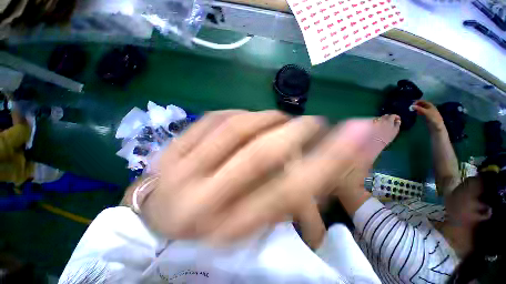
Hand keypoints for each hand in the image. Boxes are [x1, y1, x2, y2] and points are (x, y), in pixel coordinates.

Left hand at [139, 110, 375, 243]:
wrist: (157, 219)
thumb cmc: (208, 228)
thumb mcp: (250, 223)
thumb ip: (281, 199)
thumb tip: (317, 171)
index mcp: (230, 228)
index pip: (287, 192)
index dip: (326, 162)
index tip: (354, 134)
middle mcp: (206, 199)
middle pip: (261, 154)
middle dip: (295, 131)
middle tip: (314, 123)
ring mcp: (182, 170)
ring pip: (237, 127)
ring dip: (267, 117)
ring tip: (282, 118)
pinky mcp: (171, 149)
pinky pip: (214, 118)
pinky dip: (238, 112)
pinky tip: (248, 116)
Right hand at [412, 100, 444, 130]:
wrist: (436, 125)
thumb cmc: (433, 117)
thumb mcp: (426, 112)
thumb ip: (419, 109)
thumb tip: (412, 106)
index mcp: (429, 105)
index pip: (422, 101)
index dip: (417, 102)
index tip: (411, 104)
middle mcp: (428, 107)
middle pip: (421, 104)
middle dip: (416, 105)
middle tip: (411, 107)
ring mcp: (427, 111)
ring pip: (420, 108)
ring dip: (416, 108)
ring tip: (412, 110)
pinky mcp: (425, 115)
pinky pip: (420, 112)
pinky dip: (417, 111)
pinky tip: (415, 113)